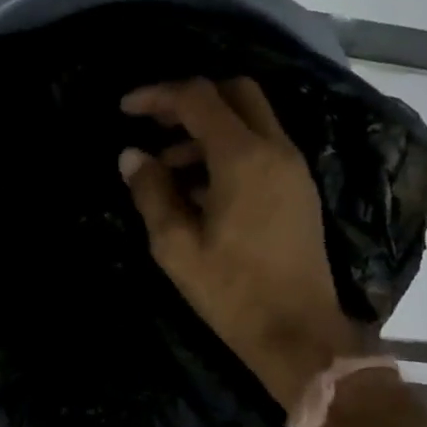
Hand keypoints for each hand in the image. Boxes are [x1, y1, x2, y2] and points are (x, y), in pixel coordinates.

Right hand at [119, 77, 367, 416]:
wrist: (301, 334)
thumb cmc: (233, 292)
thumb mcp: (176, 246)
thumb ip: (152, 192)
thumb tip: (132, 155)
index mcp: (243, 158)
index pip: (198, 98)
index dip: (158, 95)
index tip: (126, 110)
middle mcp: (275, 149)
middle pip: (235, 92)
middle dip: (190, 99)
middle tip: (155, 125)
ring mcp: (293, 167)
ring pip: (251, 118)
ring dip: (208, 127)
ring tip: (168, 167)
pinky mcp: (299, 188)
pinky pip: (262, 145)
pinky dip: (228, 148)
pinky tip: (199, 188)